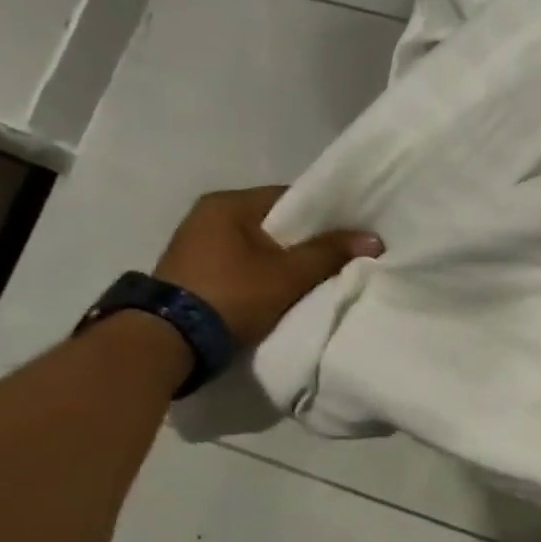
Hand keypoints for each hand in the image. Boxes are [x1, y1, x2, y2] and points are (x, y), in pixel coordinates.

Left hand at [154, 186, 382, 346]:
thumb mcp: (289, 274)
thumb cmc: (232, 295)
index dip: (325, 215)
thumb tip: (374, 239)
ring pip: (258, 245)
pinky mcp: (192, 272)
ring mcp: (195, 244)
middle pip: (274, 222)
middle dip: (306, 239)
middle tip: (338, 255)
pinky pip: (242, 263)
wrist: (167, 343)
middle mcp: (207, 215)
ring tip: (314, 273)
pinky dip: (263, 272)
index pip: (291, 198)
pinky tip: (282, 287)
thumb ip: (330, 253)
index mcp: (228, 203)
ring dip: (284, 258)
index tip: (350, 233)